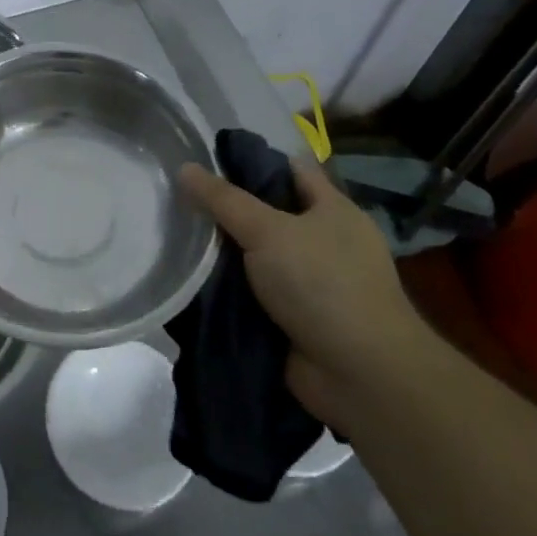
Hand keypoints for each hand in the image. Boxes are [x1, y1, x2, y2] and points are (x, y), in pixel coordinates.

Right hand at [178, 159, 427, 425]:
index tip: (206, 160)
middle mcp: (324, 241)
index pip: (289, 170)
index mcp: (333, 210)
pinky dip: (230, 289)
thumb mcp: (268, 231)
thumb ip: (223, 200)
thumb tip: (184, 168)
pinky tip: (192, 279)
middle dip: (229, 209)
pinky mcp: (296, 318)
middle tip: (181, 198)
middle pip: (268, 213)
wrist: (360, 375)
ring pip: (257, 255)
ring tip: (176, 236)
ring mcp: (311, 282)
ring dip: (225, 253)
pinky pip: (254, 292)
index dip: (251, 161)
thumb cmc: (323, 284)